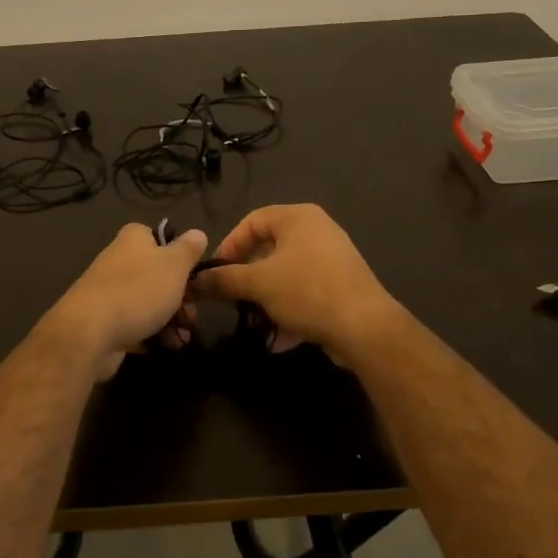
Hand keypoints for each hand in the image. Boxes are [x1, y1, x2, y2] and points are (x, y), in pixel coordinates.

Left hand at [42, 223, 208, 377]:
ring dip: (171, 320)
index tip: (194, 277)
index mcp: (133, 239)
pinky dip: (152, 335)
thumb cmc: (138, 290)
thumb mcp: (174, 265)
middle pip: (157, 275)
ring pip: (148, 303)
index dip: (179, 257)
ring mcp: (109, 292)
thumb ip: (188, 249)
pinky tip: (167, 347)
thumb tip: (198, 233)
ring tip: (183, 338)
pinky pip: (135, 325)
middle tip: (193, 315)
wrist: (91, 332)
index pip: (160, 238)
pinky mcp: (104, 321)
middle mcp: (119, 261)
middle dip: (181, 298)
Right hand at [190, 204, 399, 363]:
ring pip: (286, 275)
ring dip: (266, 299)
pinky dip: (289, 311)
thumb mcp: (257, 284)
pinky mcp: (342, 286)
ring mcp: (332, 259)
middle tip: (231, 297)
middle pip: (269, 248)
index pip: (252, 221)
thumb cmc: (306, 291)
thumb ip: (223, 280)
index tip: (215, 273)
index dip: (229, 245)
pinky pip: (305, 293)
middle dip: (247, 277)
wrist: (364, 326)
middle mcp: (317, 230)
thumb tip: (193, 281)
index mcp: (298, 218)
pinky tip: (279, 340)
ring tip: (254, 320)